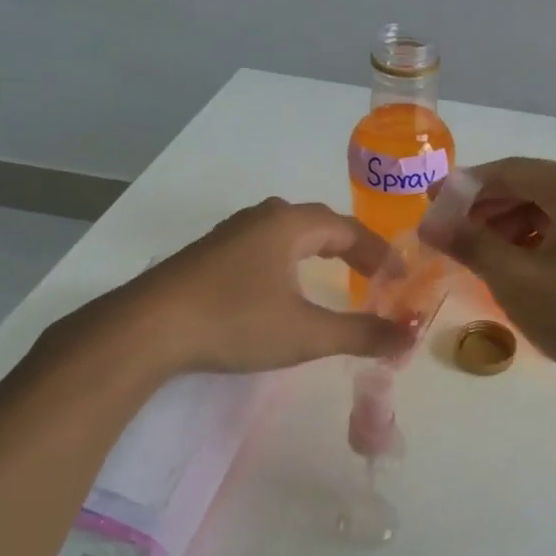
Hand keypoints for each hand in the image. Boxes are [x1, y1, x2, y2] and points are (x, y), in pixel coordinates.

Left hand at [46, 199, 417, 379]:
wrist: (146, 329)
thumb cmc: (235, 322)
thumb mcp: (306, 333)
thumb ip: (361, 334)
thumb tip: (409, 336)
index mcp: (289, 225)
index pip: (348, 228)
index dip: (378, 251)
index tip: (398, 276)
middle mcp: (260, 218)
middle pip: (317, 224)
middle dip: (349, 247)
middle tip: (372, 275)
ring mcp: (229, 235)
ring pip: (285, 232)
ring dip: (315, 251)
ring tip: (331, 276)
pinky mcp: (207, 255)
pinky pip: (262, 246)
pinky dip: (286, 260)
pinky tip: (278, 286)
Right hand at [436, 158, 555, 394]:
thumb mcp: (516, 279)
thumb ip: (471, 244)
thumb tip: (430, 223)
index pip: (509, 171)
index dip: (464, 187)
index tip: (429, 205)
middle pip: (531, 187)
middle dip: (486, 210)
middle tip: (450, 236)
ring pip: (550, 209)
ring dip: (510, 227)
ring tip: (478, 257)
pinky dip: (537, 241)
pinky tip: (516, 267)